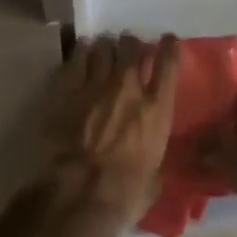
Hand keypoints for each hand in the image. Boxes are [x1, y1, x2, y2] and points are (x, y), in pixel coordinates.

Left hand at [39, 33, 180, 233]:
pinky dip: (83, 53)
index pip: (168, 63)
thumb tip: (153, 156)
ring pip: (104, 48)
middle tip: (129, 47)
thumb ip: (156, 155)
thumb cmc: (124, 194)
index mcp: (157, 108)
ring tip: (104, 49)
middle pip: (132, 47)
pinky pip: (77, 58)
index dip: (169, 47)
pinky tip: (82, 54)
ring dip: (107, 47)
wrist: (78, 194)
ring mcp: (96, 84)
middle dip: (132, 44)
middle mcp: (129, 87)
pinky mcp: (67, 89)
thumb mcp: (155, 177)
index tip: (168, 41)